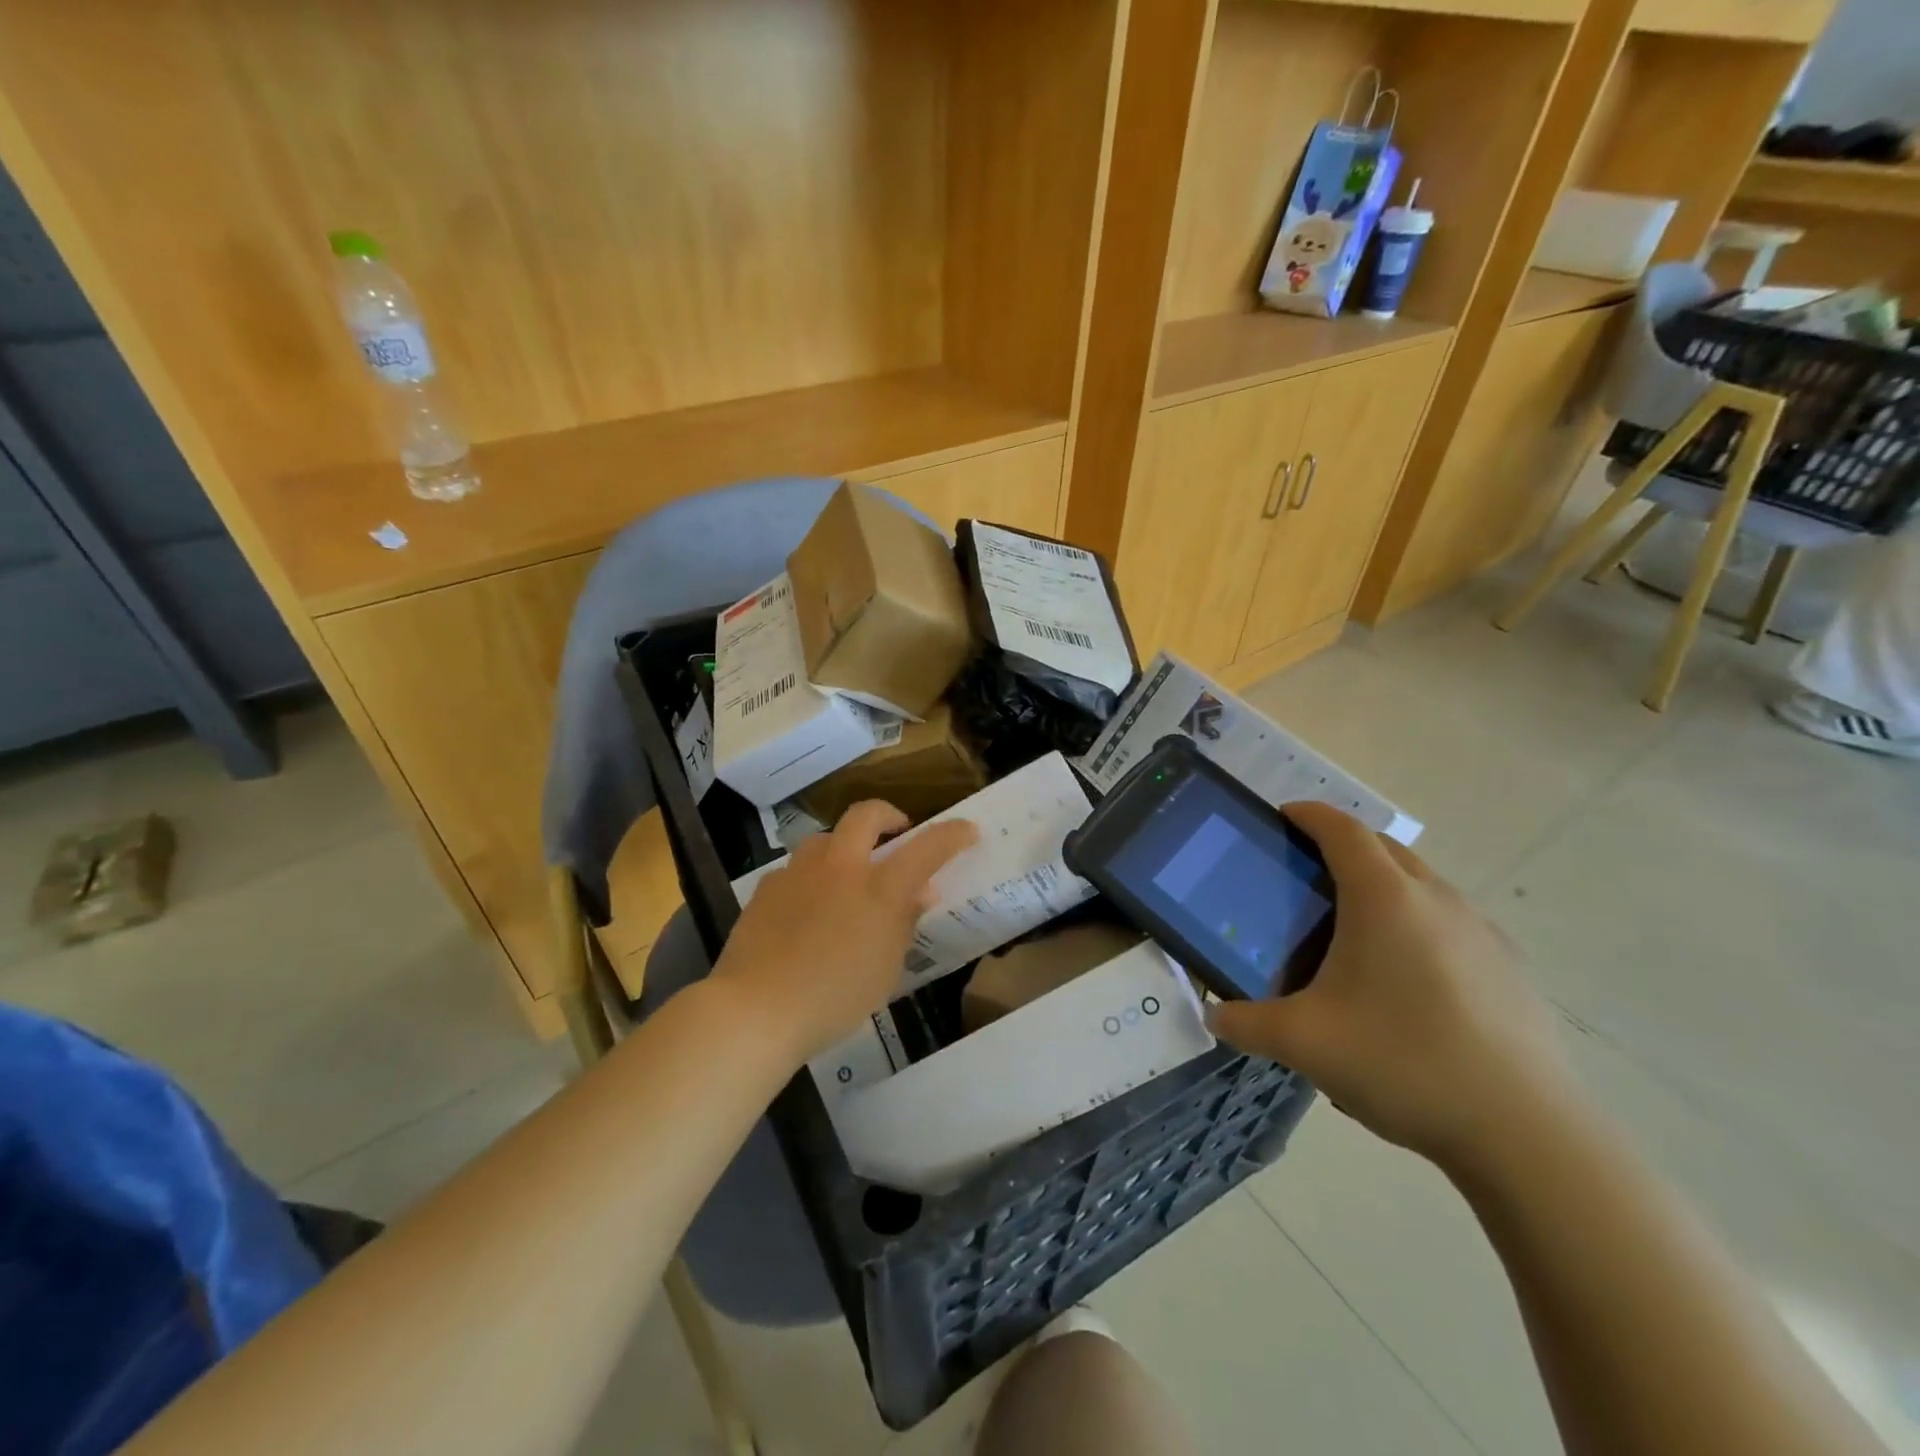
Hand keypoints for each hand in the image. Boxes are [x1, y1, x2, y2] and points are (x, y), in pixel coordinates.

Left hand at [711, 801, 977, 1066]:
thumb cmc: (834, 997)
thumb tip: (920, 893)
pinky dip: (811, 878)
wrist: (756, 1008)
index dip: (951, 834)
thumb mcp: (885, 969)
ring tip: (848, 875)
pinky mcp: (767, 887)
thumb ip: (904, 923)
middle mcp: (840, 867)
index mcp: (878, 889)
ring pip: (826, 838)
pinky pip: (796, 869)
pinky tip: (806, 908)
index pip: (926, 847)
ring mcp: (799, 872)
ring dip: (844, 846)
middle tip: (897, 833)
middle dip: (888, 815)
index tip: (967, 829)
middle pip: (866, 815)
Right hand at [1207, 803, 1570, 1174]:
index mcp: (1384, 898)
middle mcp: (1437, 899)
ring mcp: (1482, 932)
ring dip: (1384, 886)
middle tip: (1305, 877)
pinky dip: (1418, 925)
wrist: (1526, 1134)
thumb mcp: (1304, 1043)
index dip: (1308, 815)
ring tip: (1353, 933)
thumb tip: (1214, 1018)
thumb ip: (1247, 1024)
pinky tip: (1406, 983)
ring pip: (1422, 885)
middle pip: (1384, 848)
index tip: (1281, 818)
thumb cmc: (1402, 1062)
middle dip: (1343, 846)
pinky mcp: (1510, 969)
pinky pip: (1451, 924)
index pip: (1342, 829)